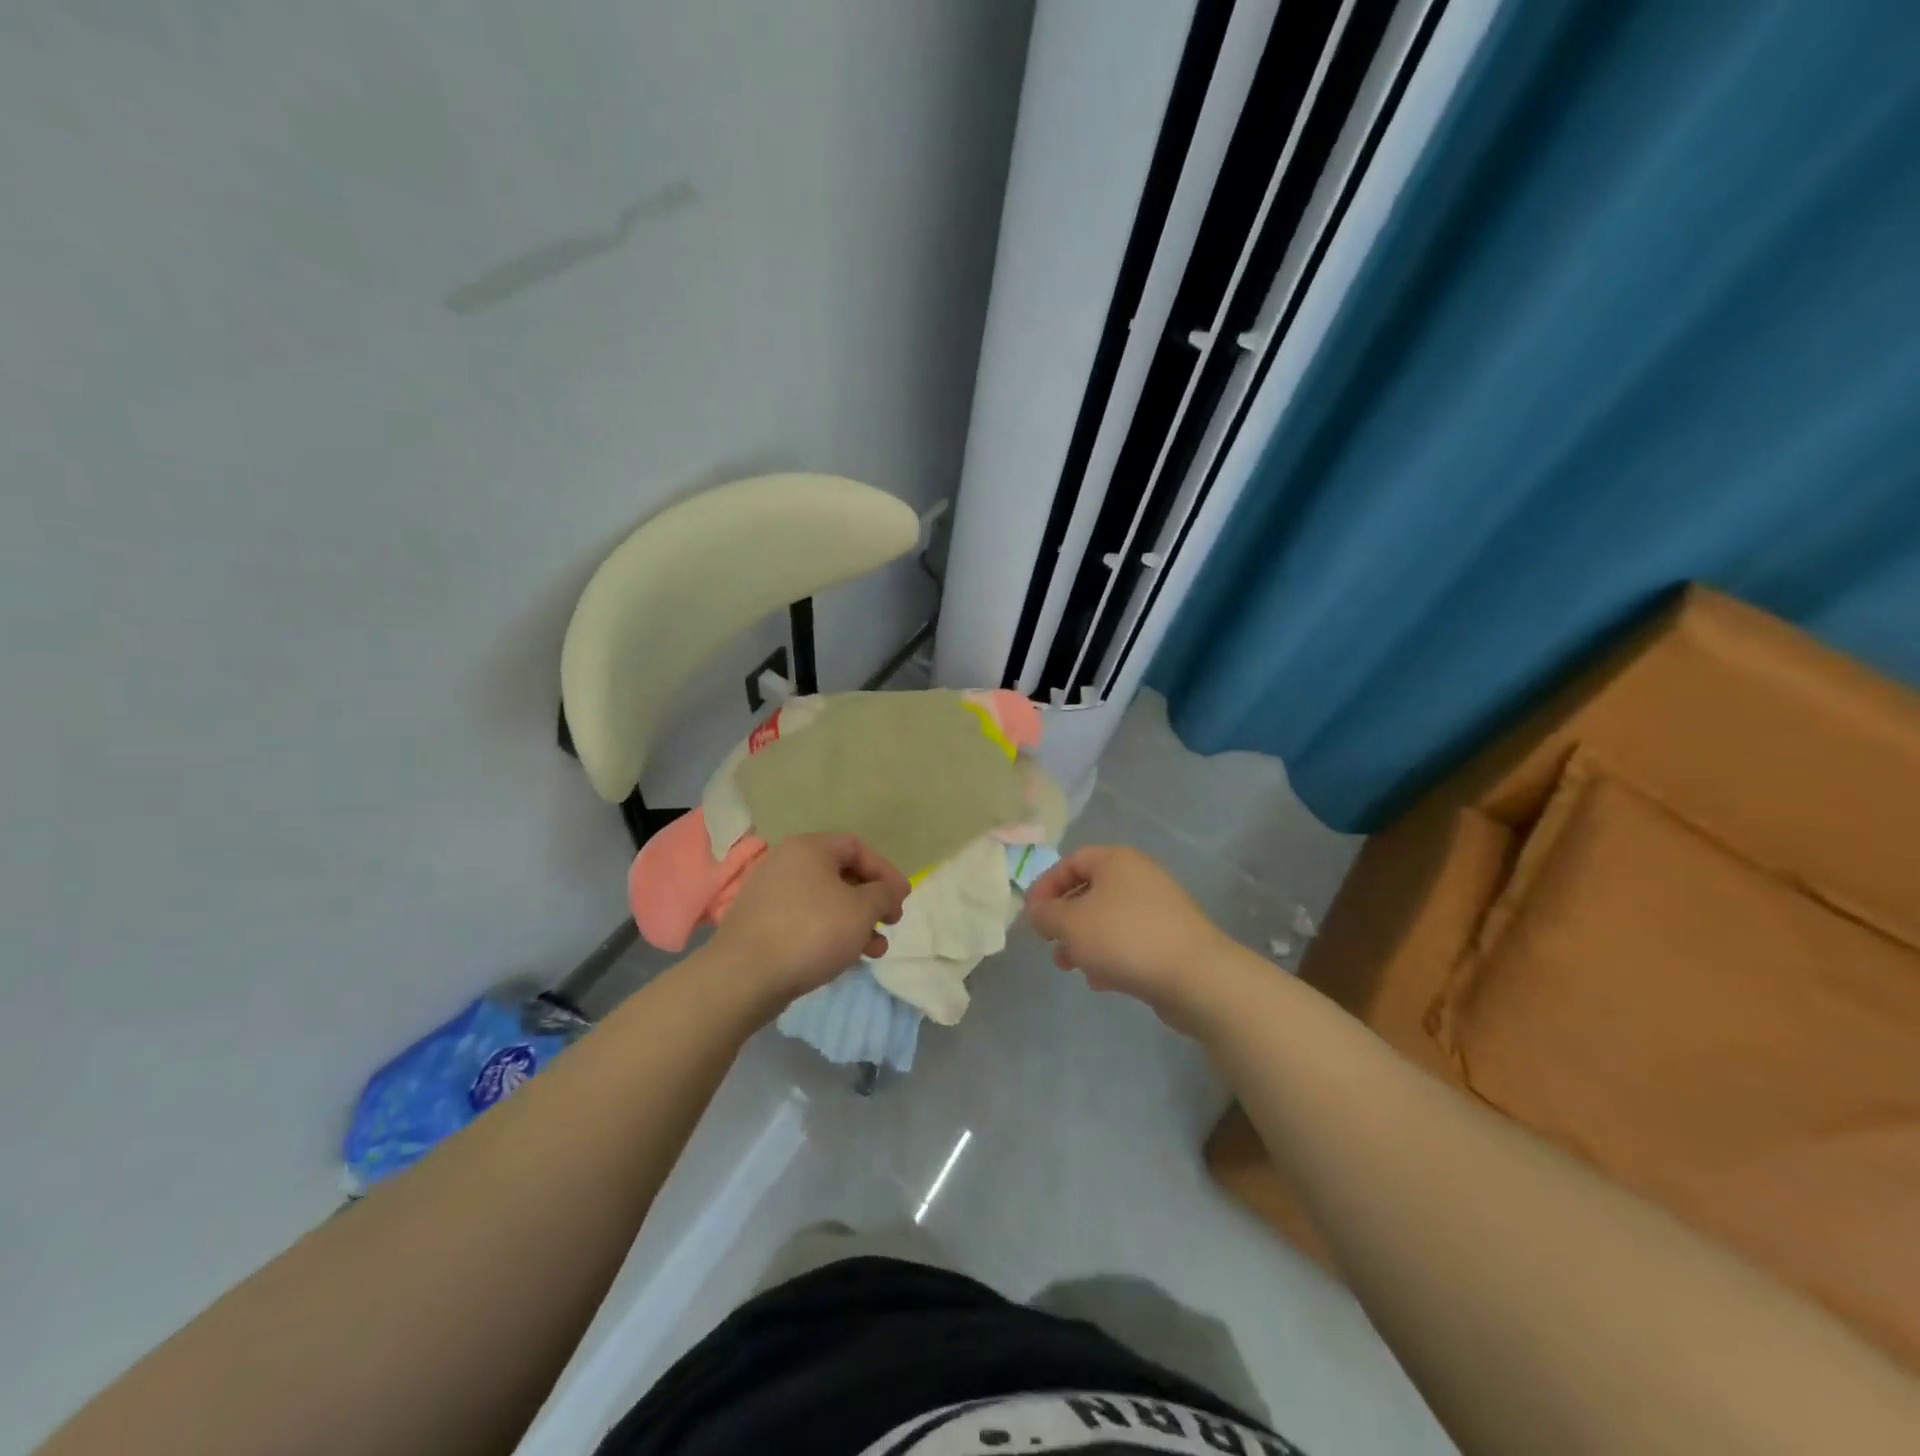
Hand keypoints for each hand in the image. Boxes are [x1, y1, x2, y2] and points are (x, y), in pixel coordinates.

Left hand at [709, 833, 910, 1005]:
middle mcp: (786, 862)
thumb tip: (888, 890)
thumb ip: (883, 894)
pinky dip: (829, 932)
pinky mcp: (760, 923)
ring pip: (824, 901)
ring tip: (874, 951)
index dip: (886, 871)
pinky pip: (804, 919)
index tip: (903, 899)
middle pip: (840, 874)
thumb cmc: (811, 932)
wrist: (744, 976)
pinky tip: (842, 958)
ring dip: (854, 922)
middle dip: (871, 901)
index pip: (857, 847)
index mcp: (809, 848)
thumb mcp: (861, 910)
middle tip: (890, 923)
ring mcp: (769, 893)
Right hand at [1024, 845, 1234, 1028]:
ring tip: (1072, 968)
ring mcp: (1158, 907)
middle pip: (1090, 891)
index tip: (1032, 916)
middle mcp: (1139, 876)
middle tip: (1051, 944)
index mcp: (1116, 861)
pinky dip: (1110, 956)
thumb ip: (1046, 914)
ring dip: (1084, 942)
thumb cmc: (1124, 938)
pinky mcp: (1171, 938)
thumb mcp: (1071, 924)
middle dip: (1065, 920)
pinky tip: (1101, 982)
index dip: (1046, 886)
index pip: (1071, 861)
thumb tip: (1039, 910)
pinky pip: (1130, 940)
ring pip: (1108, 919)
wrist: (1196, 977)